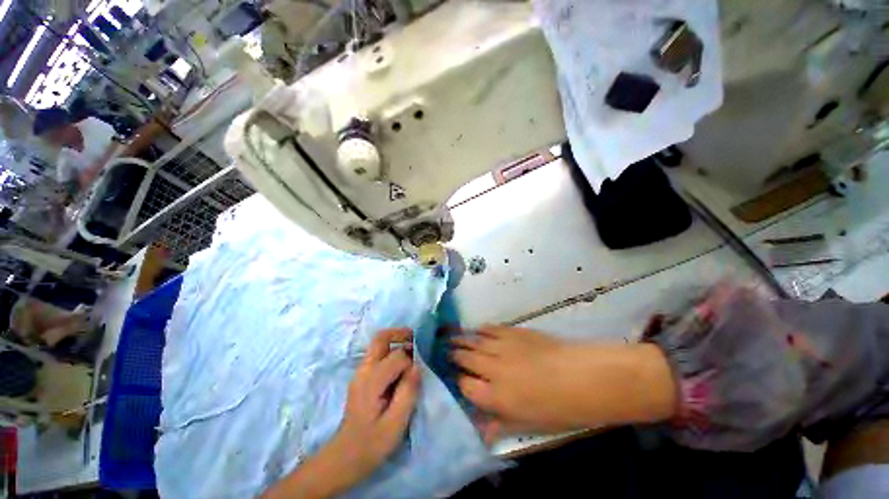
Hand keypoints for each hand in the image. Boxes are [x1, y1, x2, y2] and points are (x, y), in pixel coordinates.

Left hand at [334, 327, 420, 477]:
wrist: (345, 457)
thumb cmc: (372, 443)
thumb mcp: (395, 423)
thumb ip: (408, 392)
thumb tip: (417, 367)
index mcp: (372, 380)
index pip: (397, 356)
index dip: (411, 362)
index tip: (418, 374)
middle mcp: (364, 370)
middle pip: (380, 338)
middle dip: (400, 333)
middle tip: (416, 339)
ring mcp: (361, 372)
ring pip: (378, 344)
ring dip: (396, 342)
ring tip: (412, 351)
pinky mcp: (362, 377)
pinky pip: (378, 354)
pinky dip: (391, 351)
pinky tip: (401, 366)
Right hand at [452, 326, 674, 441]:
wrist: (582, 377)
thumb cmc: (559, 408)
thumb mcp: (529, 425)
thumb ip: (499, 424)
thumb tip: (479, 428)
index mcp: (495, 396)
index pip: (464, 386)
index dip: (457, 381)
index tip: (454, 378)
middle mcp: (492, 369)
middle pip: (464, 359)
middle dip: (452, 355)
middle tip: (444, 351)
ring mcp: (501, 347)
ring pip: (473, 341)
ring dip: (461, 340)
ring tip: (450, 337)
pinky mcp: (513, 332)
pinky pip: (490, 329)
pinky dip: (480, 330)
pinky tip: (476, 329)